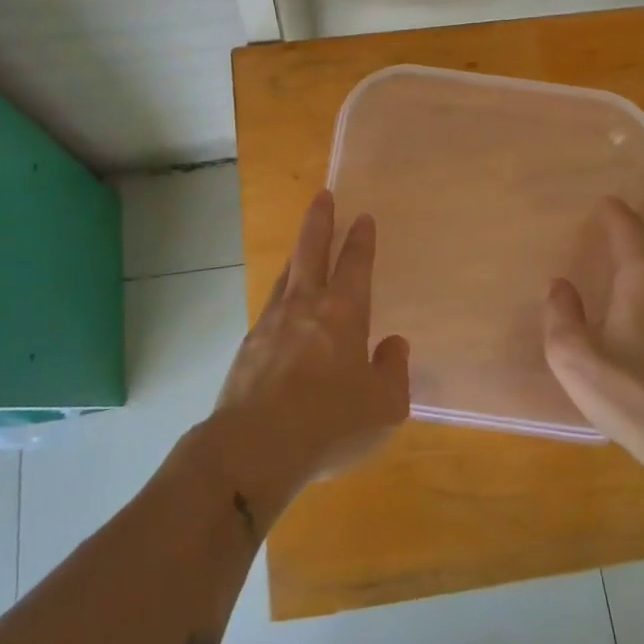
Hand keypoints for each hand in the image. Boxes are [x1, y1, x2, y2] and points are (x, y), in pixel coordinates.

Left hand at [213, 190, 409, 497]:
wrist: (254, 448)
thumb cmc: (329, 423)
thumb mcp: (384, 406)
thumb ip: (394, 371)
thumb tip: (394, 345)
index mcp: (343, 313)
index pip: (355, 264)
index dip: (361, 239)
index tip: (362, 217)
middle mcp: (306, 306)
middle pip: (311, 250)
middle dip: (320, 220)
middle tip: (323, 196)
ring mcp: (271, 323)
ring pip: (287, 275)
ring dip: (297, 255)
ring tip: (302, 247)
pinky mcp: (248, 346)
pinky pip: (270, 308)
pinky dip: (281, 296)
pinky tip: (282, 309)